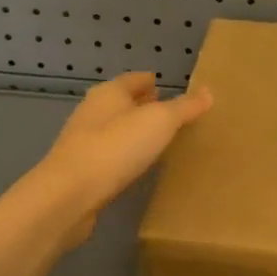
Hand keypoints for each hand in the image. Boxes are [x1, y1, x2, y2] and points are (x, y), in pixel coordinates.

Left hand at [25, 72, 212, 242]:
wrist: (68, 196)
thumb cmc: (116, 148)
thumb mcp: (160, 122)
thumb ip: (184, 108)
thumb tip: (208, 92)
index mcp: (109, 93)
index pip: (134, 79)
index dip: (150, 81)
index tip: (167, 85)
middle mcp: (92, 112)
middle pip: (121, 103)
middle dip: (142, 106)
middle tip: (169, 113)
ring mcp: (82, 142)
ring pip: (114, 130)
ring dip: (133, 132)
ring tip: (158, 140)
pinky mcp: (80, 172)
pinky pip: (109, 156)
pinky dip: (124, 156)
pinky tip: (137, 167)